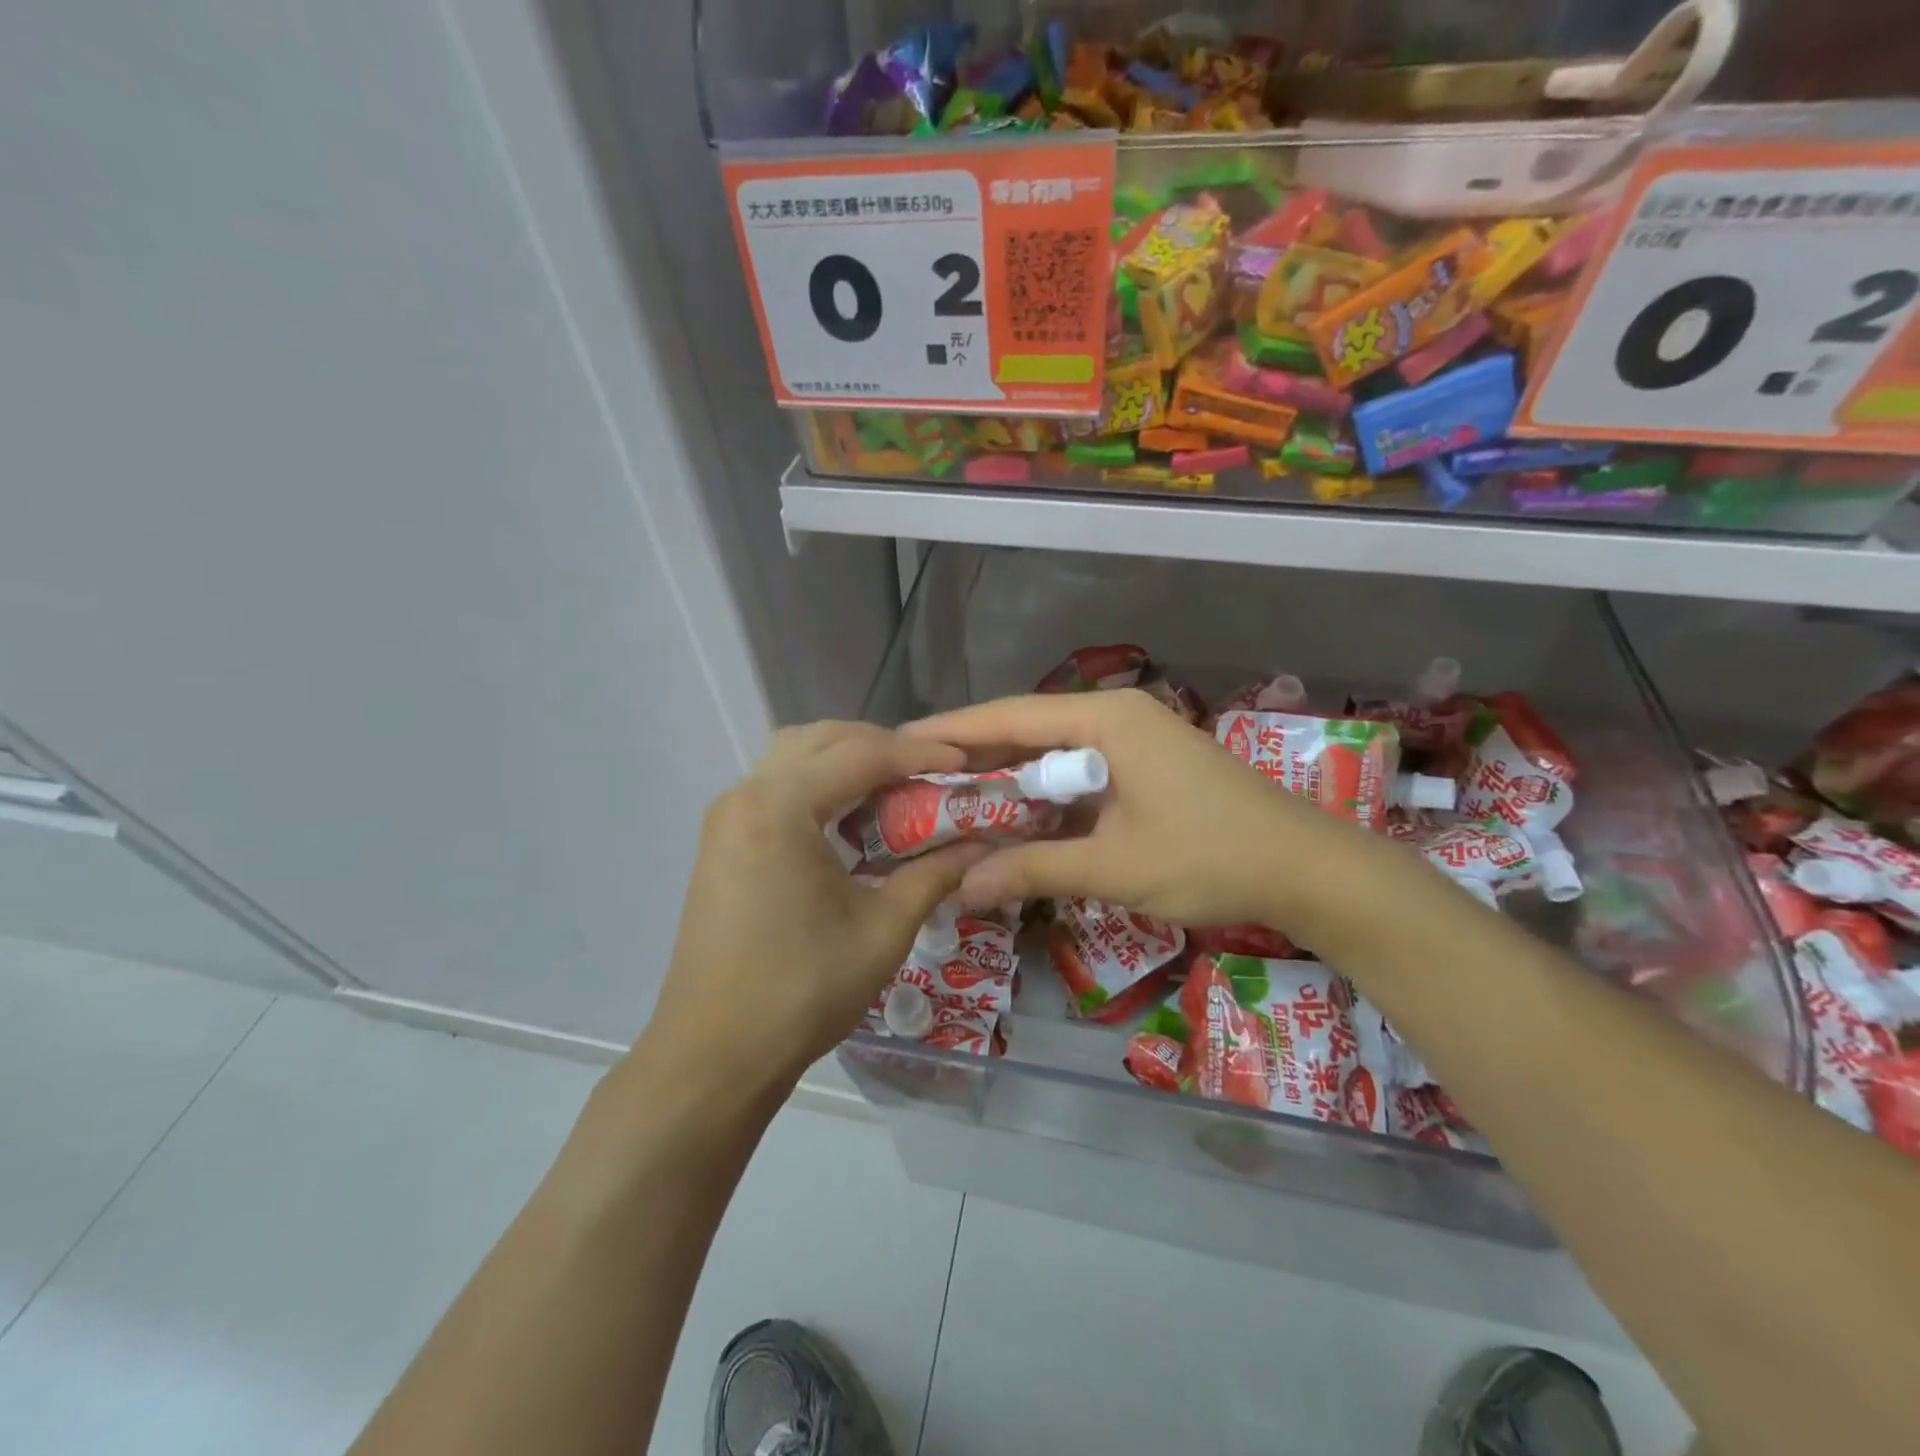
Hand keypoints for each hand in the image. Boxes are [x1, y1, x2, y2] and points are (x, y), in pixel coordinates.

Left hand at [642, 722, 989, 1093]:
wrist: (713, 1054)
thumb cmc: (800, 992)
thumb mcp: (882, 931)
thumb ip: (935, 875)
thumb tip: (983, 845)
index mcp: (779, 808)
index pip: (860, 754)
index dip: (919, 754)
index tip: (964, 763)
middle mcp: (745, 795)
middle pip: (823, 740)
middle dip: (882, 747)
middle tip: (931, 772)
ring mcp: (726, 817)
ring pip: (795, 756)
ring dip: (847, 760)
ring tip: (895, 788)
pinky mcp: (721, 840)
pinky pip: (777, 786)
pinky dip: (820, 784)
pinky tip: (851, 817)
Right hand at [905, 690, 1380, 939]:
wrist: (1308, 869)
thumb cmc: (1211, 858)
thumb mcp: (1114, 867)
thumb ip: (1033, 870)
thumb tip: (961, 889)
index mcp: (1104, 720)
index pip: (1008, 716)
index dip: (951, 731)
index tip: (899, 743)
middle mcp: (1114, 715)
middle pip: (1026, 729)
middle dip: (973, 757)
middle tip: (915, 780)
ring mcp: (1134, 737)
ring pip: (1051, 751)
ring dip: (1008, 778)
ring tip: (950, 800)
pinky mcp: (1146, 764)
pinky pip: (1079, 770)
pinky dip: (1044, 792)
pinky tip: (1013, 817)